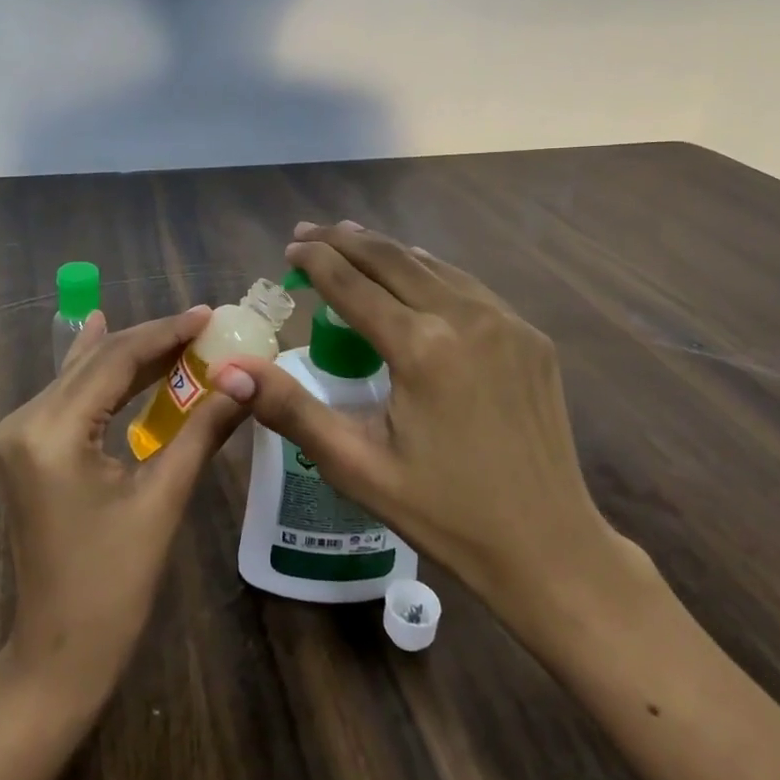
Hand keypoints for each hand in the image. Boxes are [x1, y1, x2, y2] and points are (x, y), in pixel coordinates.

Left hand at [0, 306, 243, 716]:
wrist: (59, 653)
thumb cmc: (114, 584)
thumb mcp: (163, 499)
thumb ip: (202, 429)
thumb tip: (246, 380)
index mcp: (50, 432)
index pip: (115, 360)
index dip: (165, 332)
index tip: (208, 314)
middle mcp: (24, 420)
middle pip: (96, 362)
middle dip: (152, 341)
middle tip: (204, 325)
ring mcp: (19, 434)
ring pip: (82, 375)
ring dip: (131, 356)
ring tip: (180, 334)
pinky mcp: (26, 447)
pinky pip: (70, 396)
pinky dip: (103, 375)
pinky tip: (106, 336)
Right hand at [212, 222, 642, 653]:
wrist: (550, 548)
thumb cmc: (444, 513)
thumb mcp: (356, 466)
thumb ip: (291, 408)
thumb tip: (230, 369)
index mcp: (421, 348)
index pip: (352, 284)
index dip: (315, 261)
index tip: (289, 248)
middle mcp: (465, 318)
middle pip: (392, 259)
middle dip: (345, 240)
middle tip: (309, 231)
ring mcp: (506, 323)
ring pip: (432, 265)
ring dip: (386, 250)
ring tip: (350, 239)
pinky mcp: (530, 337)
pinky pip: (467, 286)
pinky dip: (428, 271)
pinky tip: (414, 274)